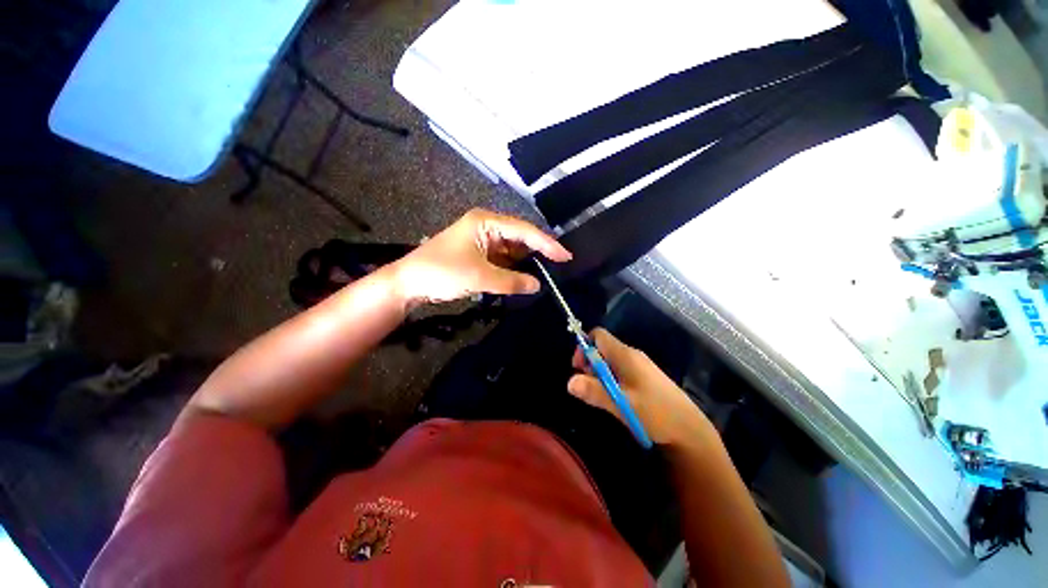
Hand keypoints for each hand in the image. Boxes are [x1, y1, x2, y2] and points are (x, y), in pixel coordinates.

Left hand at [389, 209, 570, 307]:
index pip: (524, 230)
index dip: (546, 244)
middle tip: (559, 267)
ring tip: (546, 274)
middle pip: (520, 238)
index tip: (566, 256)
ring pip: (512, 250)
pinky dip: (513, 269)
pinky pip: (502, 260)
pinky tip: (524, 278)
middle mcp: (486, 227)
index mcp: (486, 222)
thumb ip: (512, 281)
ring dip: (525, 262)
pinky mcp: (478, 255)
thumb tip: (537, 285)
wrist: (409, 283)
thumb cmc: (442, 272)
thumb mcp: (480, 277)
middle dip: (538, 252)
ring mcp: (482, 241)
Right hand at [568, 328, 712, 447]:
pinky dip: (611, 380)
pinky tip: (617, 398)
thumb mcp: (622, 403)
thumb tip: (569, 382)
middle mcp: (631, 355)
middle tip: (590, 386)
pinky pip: (620, 370)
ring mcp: (639, 365)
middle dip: (590, 364)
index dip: (584, 346)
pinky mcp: (644, 376)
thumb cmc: (656, 413)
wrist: (690, 429)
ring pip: (610, 361)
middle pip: (602, 348)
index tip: (579, 367)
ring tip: (604, 396)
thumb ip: (595, 392)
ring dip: (600, 375)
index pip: (598, 335)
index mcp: (625, 355)